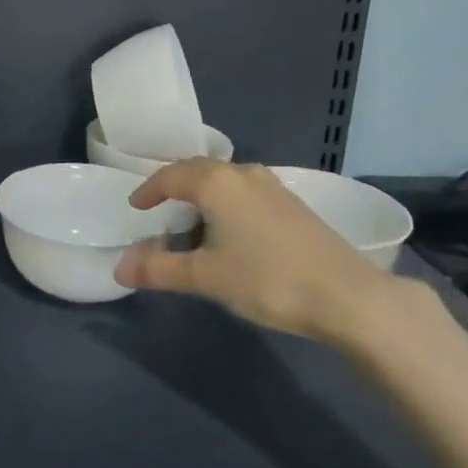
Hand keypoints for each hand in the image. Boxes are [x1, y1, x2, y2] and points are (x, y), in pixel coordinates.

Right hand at [113, 160, 399, 345]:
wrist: (347, 296)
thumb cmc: (266, 279)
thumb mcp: (205, 277)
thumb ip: (159, 269)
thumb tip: (120, 269)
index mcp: (215, 182)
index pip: (169, 176)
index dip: (148, 191)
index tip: (136, 208)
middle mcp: (242, 173)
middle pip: (197, 171)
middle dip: (174, 189)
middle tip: (159, 213)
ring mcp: (272, 186)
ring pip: (224, 181)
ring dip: (202, 196)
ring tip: (192, 224)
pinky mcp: (293, 203)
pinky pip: (245, 192)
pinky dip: (226, 204)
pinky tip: (231, 232)